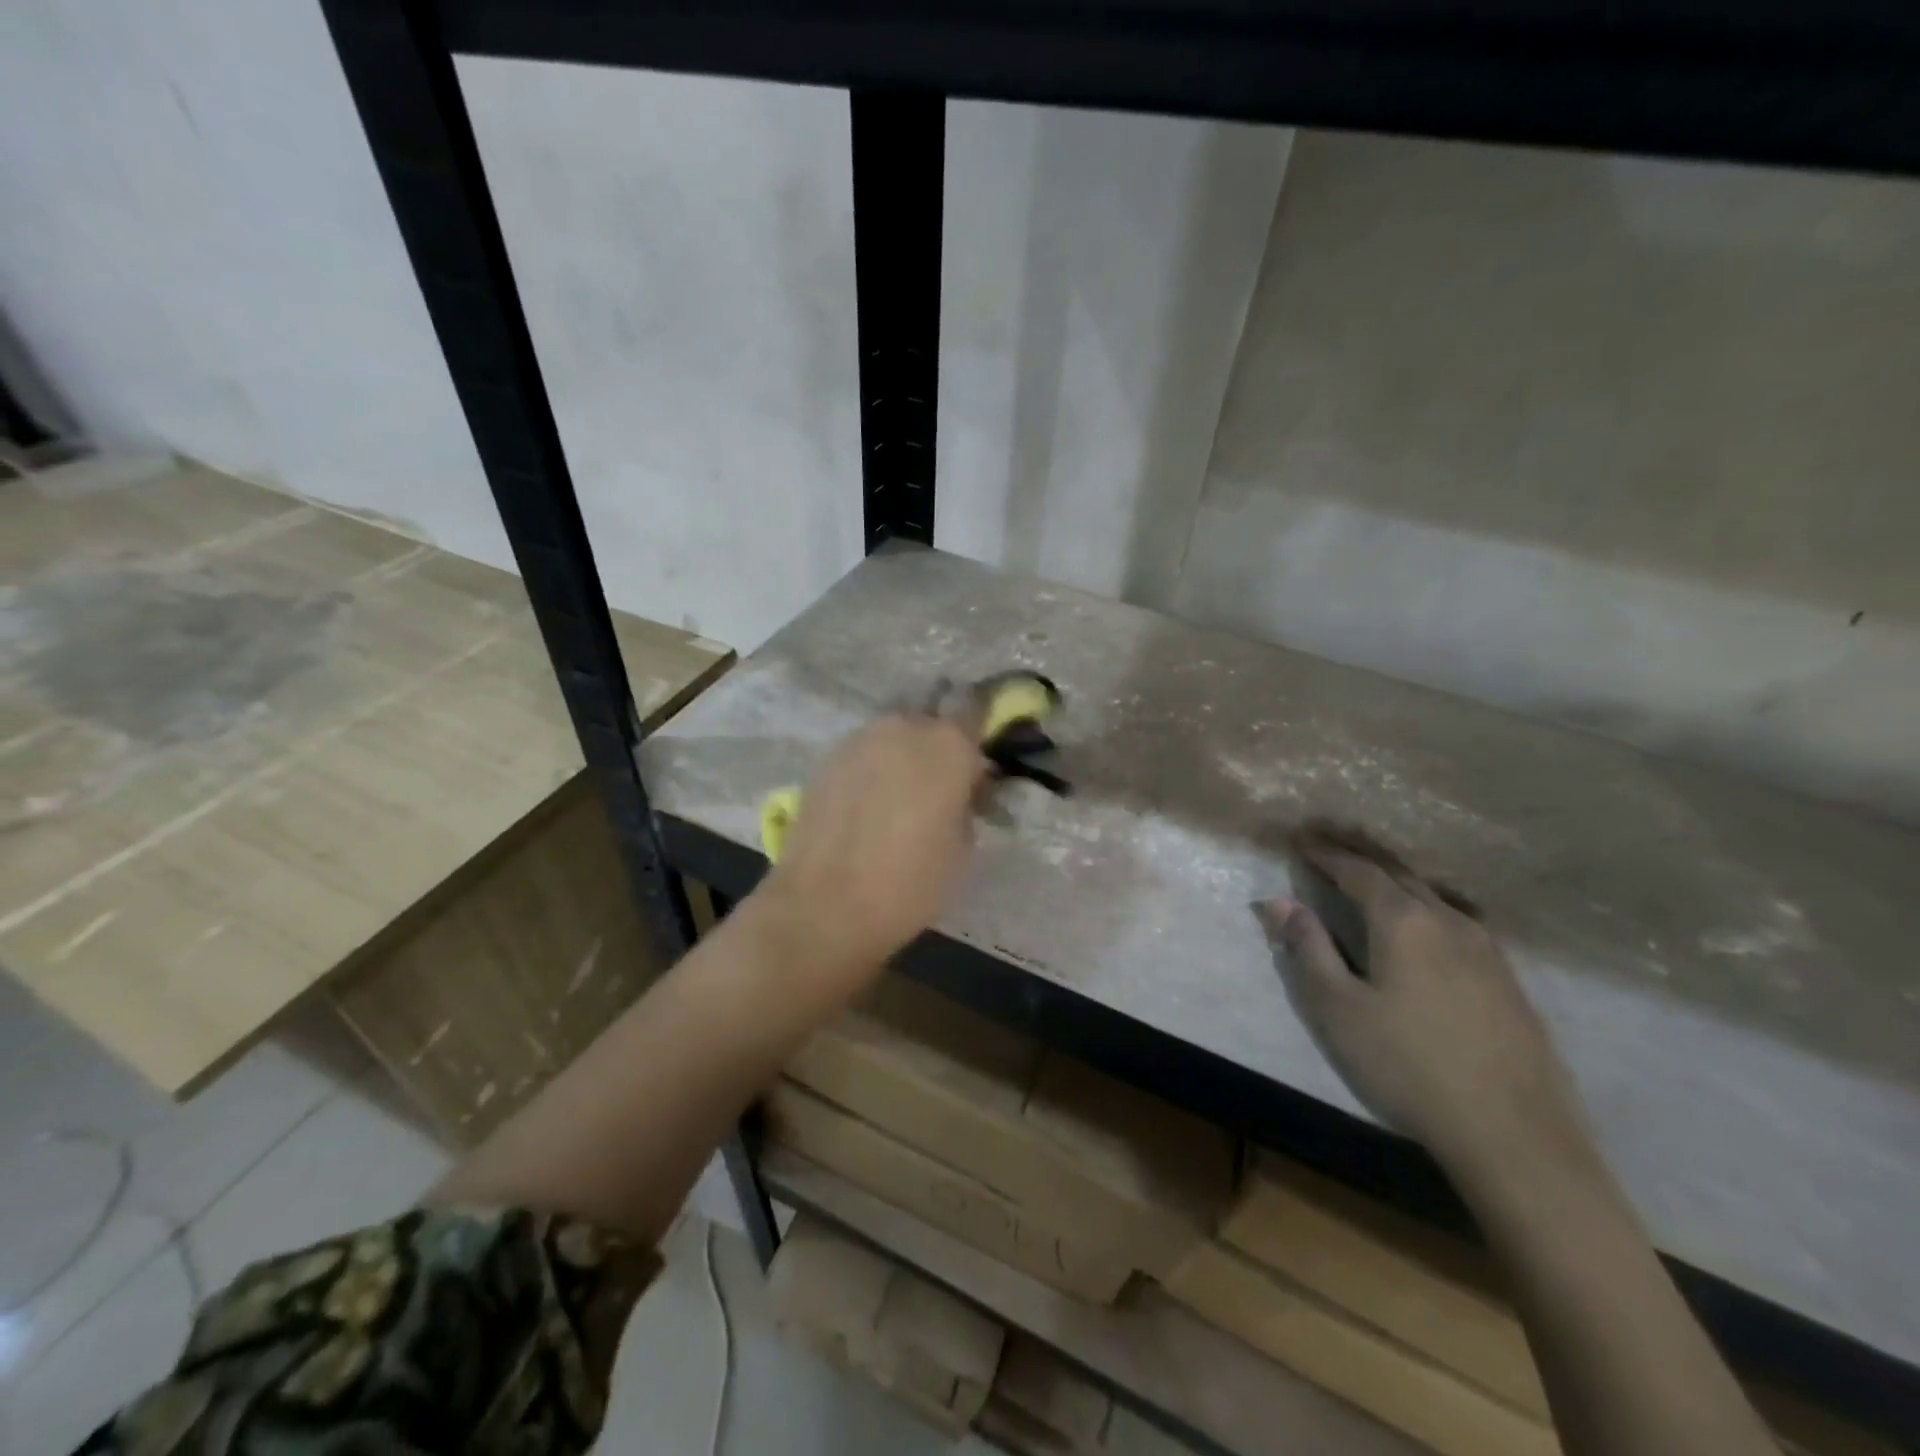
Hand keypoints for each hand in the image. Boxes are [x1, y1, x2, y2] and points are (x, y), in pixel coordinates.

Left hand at [754, 714, 987, 990]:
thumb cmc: (911, 881)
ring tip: (898, 805)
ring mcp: (860, 739)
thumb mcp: (963, 847)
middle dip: (937, 754)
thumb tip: (957, 795)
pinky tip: (867, 810)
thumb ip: (966, 805)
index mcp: (948, 744)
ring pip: (894, 740)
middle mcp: (904, 727)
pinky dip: (871, 773)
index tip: (977, 779)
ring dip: (902, 761)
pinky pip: (864, 757)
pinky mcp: (827, 759)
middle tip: (938, 795)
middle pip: (931, 727)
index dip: (978, 744)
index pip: (976, 715)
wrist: (824, 904)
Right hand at [1256, 844, 1584, 1181]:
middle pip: (1399, 877)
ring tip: (1373, 887)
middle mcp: (1449, 921)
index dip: (1326, 854)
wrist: (1515, 1135)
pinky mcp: (1509, 981)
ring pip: (1434, 900)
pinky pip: (1457, 926)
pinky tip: (1425, 934)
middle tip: (1330, 853)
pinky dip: (1426, 913)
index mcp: (1404, 920)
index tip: (1300, 840)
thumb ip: (1307, 948)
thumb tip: (1278, 902)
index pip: (1358, 871)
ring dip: (1397, 886)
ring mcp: (1488, 951)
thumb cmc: (1408, 1065)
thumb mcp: (1338, 1008)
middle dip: (1361, 861)